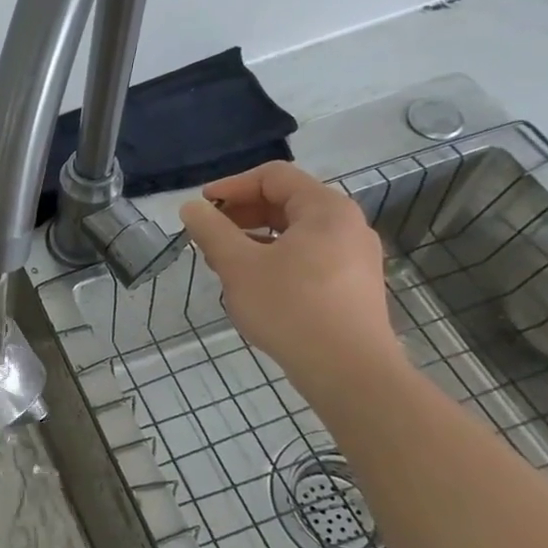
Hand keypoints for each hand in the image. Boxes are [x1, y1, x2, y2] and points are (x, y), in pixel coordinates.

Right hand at [178, 161, 400, 386]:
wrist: (349, 372)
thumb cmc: (291, 308)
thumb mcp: (238, 265)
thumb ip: (211, 231)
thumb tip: (191, 208)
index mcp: (325, 209)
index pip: (273, 176)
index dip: (232, 186)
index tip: (202, 207)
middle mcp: (347, 225)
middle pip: (286, 202)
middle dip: (241, 214)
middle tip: (208, 235)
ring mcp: (355, 257)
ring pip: (295, 232)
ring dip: (255, 238)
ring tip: (224, 262)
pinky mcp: (353, 285)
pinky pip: (308, 256)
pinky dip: (276, 258)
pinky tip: (254, 284)